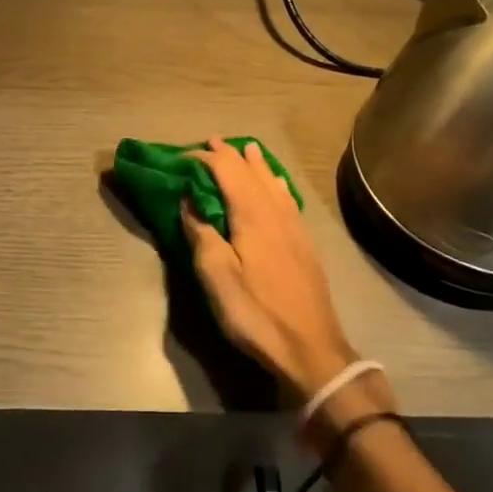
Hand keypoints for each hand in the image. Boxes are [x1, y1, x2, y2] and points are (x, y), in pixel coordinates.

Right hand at [181, 139, 358, 401]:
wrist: (310, 349)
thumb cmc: (256, 313)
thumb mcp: (217, 277)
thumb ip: (201, 234)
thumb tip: (189, 202)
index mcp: (253, 216)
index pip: (228, 172)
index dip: (205, 159)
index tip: (182, 157)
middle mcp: (276, 213)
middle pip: (252, 173)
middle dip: (230, 155)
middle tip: (211, 142)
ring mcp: (294, 228)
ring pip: (273, 184)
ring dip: (255, 165)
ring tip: (247, 150)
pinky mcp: (304, 245)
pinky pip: (288, 200)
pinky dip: (276, 184)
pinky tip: (278, 185)